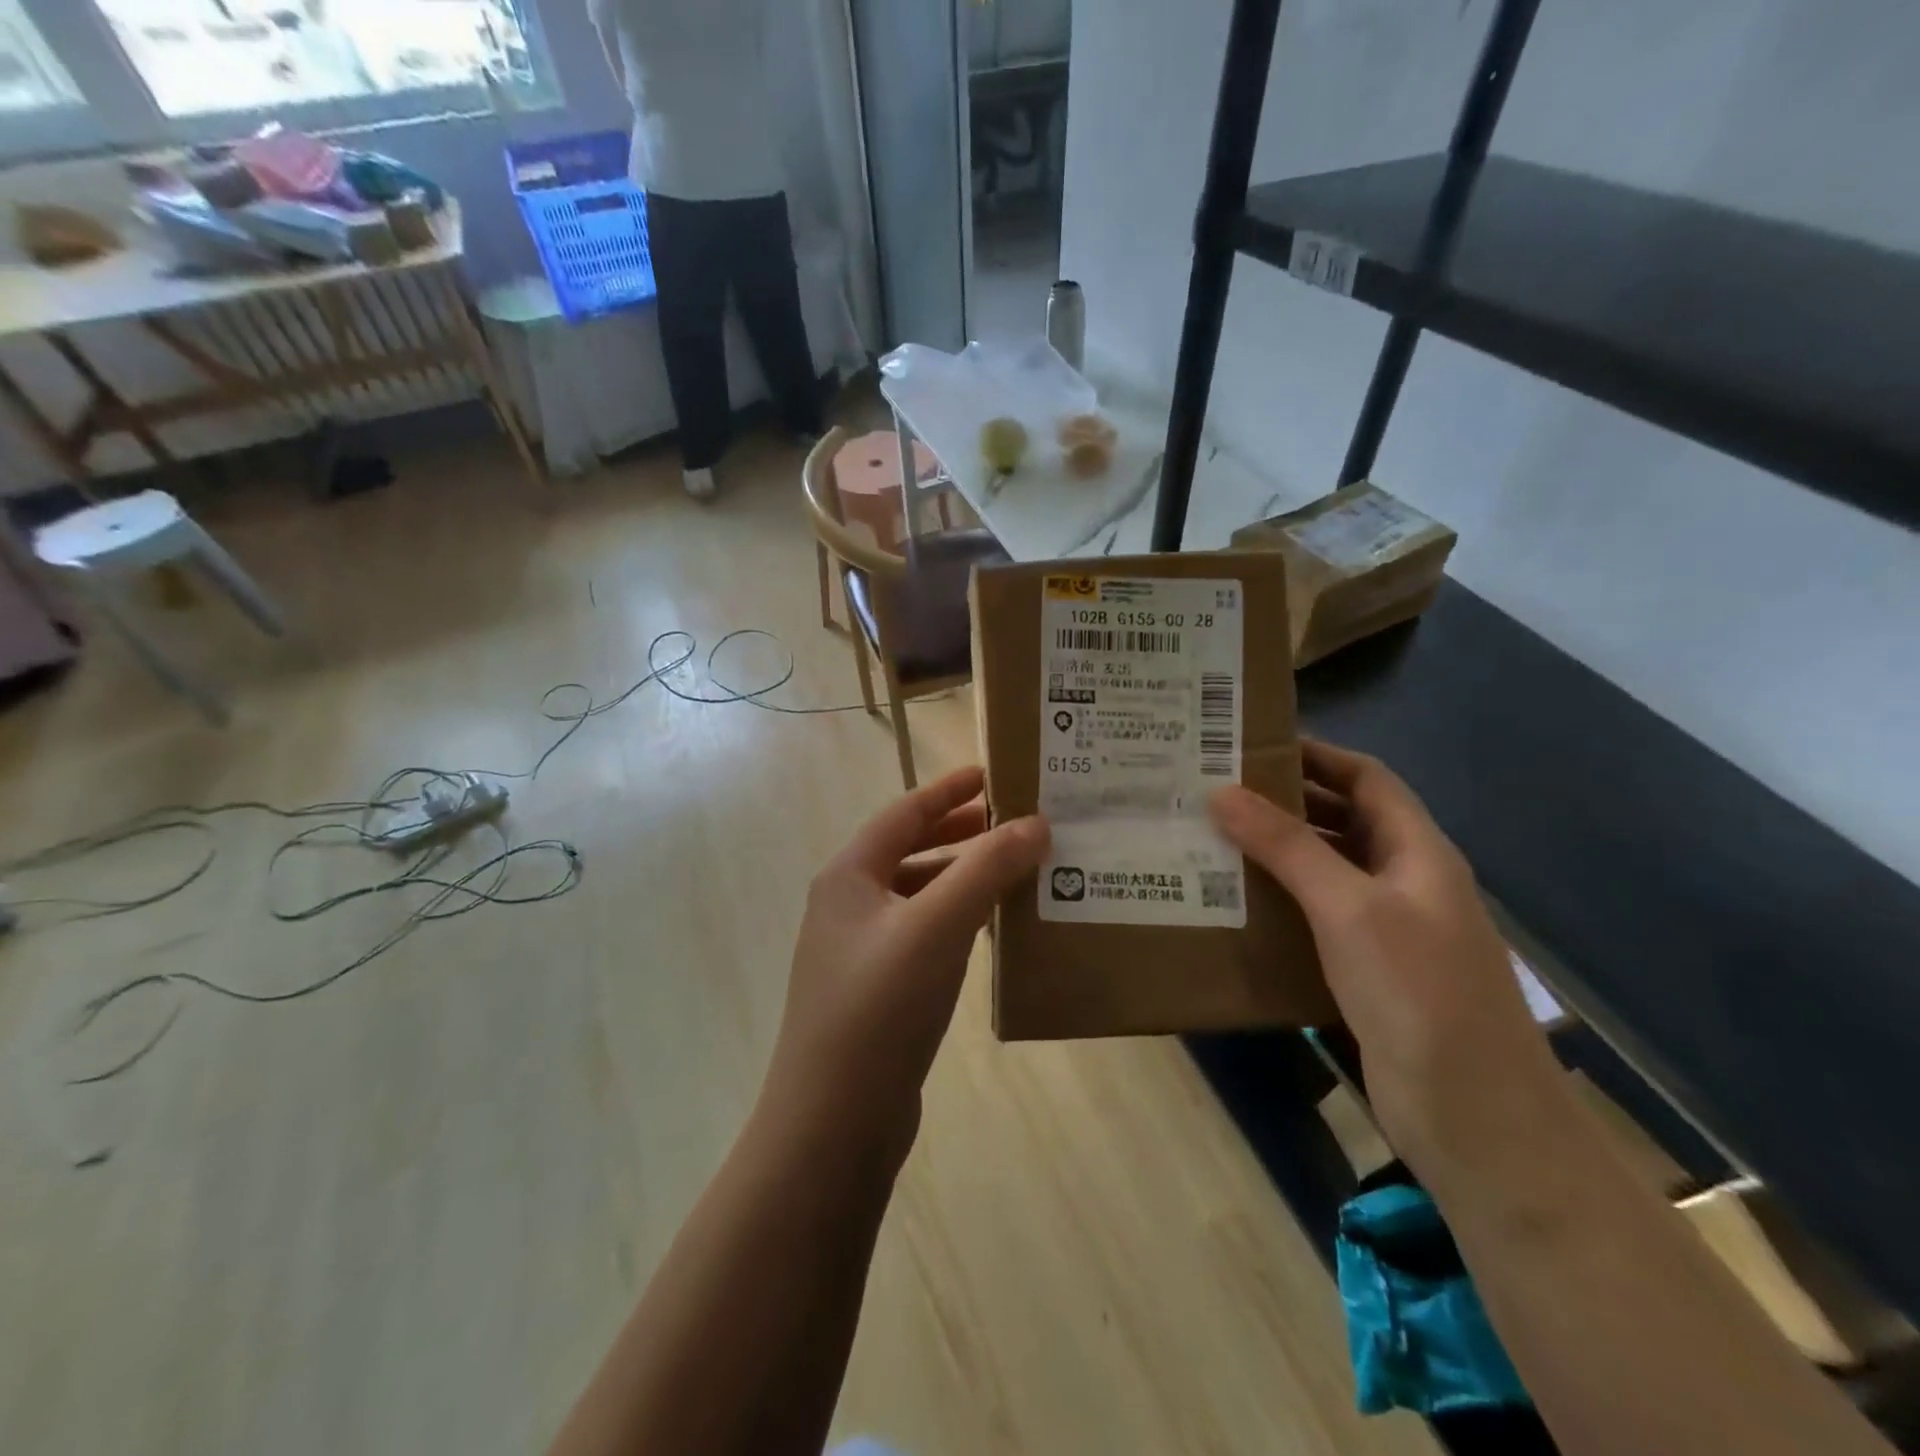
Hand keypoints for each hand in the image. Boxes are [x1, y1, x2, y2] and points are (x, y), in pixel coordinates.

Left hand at [761, 767, 1048, 1166]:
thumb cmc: (879, 1008)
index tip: (992, 773)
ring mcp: (860, 951)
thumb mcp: (936, 927)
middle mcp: (848, 905)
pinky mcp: (878, 990)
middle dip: (960, 833)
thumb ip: (985, 870)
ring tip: (1015, 869)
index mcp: (849, 876)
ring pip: (919, 895)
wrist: (833, 1123)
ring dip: (963, 877)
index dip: (947, 790)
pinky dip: (957, 919)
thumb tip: (1036, 822)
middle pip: (910, 850)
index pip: (903, 813)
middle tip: (1014, 822)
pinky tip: (992, 929)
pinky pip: (923, 934)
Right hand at [1210, 740, 1565, 1181]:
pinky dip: (1279, 901)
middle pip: (1344, 821)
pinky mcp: (1367, 971)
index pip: (1366, 779)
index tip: (1251, 745)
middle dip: (1286, 802)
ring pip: (1327, 870)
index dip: (1316, 756)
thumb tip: (1222, 792)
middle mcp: (1405, 881)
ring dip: (1277, 853)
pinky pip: (1317, 917)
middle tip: (1215, 791)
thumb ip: (1288, 847)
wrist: (1474, 1118)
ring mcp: (1388, 929)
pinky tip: (1234, 904)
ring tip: (1210, 839)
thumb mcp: (1349, 908)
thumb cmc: (1418, 993)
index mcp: (1417, 852)